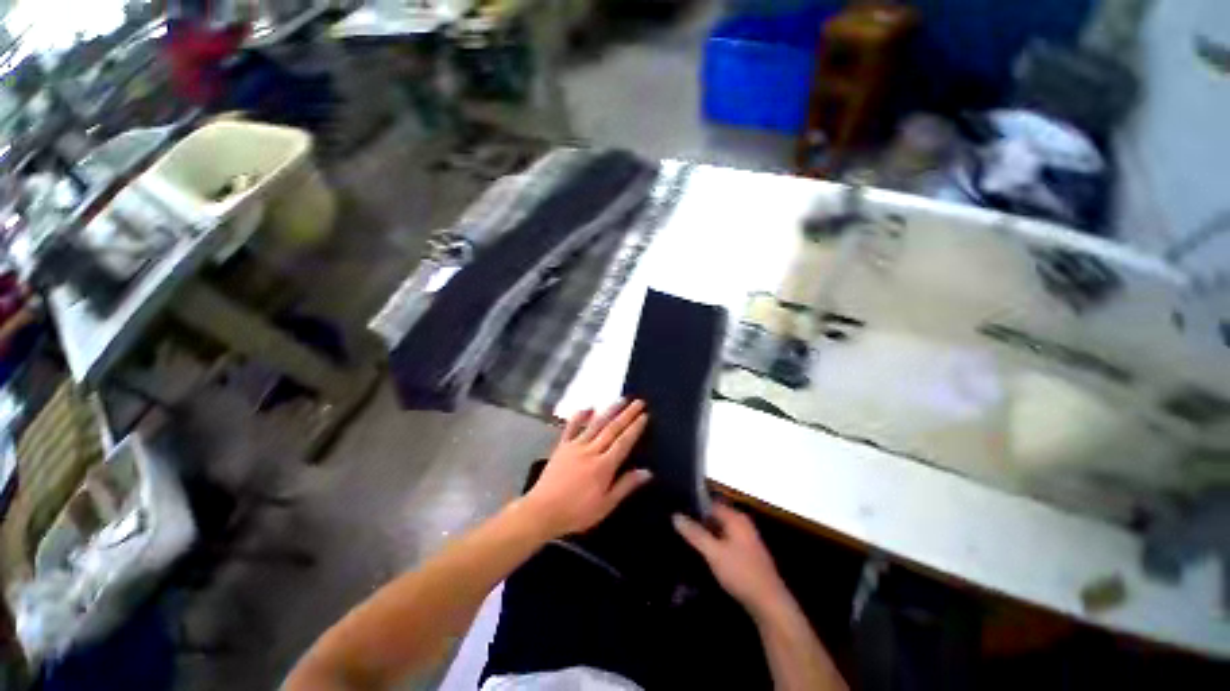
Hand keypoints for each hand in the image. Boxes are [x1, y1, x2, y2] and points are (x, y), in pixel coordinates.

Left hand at [521, 400, 650, 539]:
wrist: (542, 511)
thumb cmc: (577, 512)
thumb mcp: (605, 505)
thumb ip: (625, 486)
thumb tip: (647, 472)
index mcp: (604, 466)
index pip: (623, 442)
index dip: (635, 428)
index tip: (645, 415)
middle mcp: (591, 450)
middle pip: (612, 429)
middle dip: (627, 414)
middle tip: (638, 402)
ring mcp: (575, 446)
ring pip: (596, 424)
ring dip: (610, 410)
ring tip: (621, 399)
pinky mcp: (562, 446)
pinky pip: (571, 427)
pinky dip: (580, 416)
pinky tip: (588, 407)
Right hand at [674, 504, 789, 615]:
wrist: (769, 604)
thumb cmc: (741, 573)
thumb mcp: (714, 553)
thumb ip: (695, 534)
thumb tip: (676, 516)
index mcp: (736, 518)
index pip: (710, 503)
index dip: (693, 506)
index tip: (676, 510)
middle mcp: (742, 524)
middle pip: (715, 516)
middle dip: (698, 521)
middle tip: (677, 525)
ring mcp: (745, 539)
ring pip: (719, 530)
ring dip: (705, 534)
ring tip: (684, 538)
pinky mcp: (746, 554)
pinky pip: (724, 541)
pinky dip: (713, 544)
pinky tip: (701, 552)